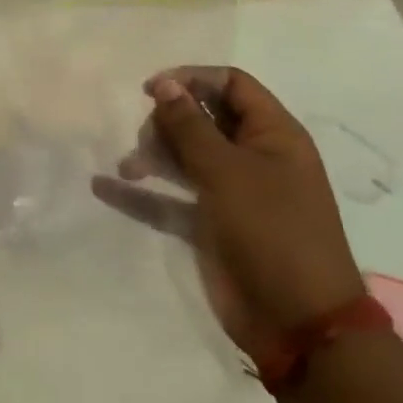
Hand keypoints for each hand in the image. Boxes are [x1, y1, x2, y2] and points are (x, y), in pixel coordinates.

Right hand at [91, 68, 364, 358]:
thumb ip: (190, 125)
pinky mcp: (210, 223)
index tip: (151, 90)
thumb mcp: (228, 171)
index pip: (231, 84)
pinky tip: (105, 186)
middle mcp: (252, 157)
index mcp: (272, 135)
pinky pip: (169, 197)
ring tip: (130, 168)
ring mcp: (231, 192)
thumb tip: (164, 84)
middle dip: (168, 122)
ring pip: (184, 155)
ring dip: (153, 154)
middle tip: (147, 141)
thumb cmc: (271, 231)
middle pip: (202, 117)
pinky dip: (142, 192)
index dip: (192, 79)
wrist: (297, 323)